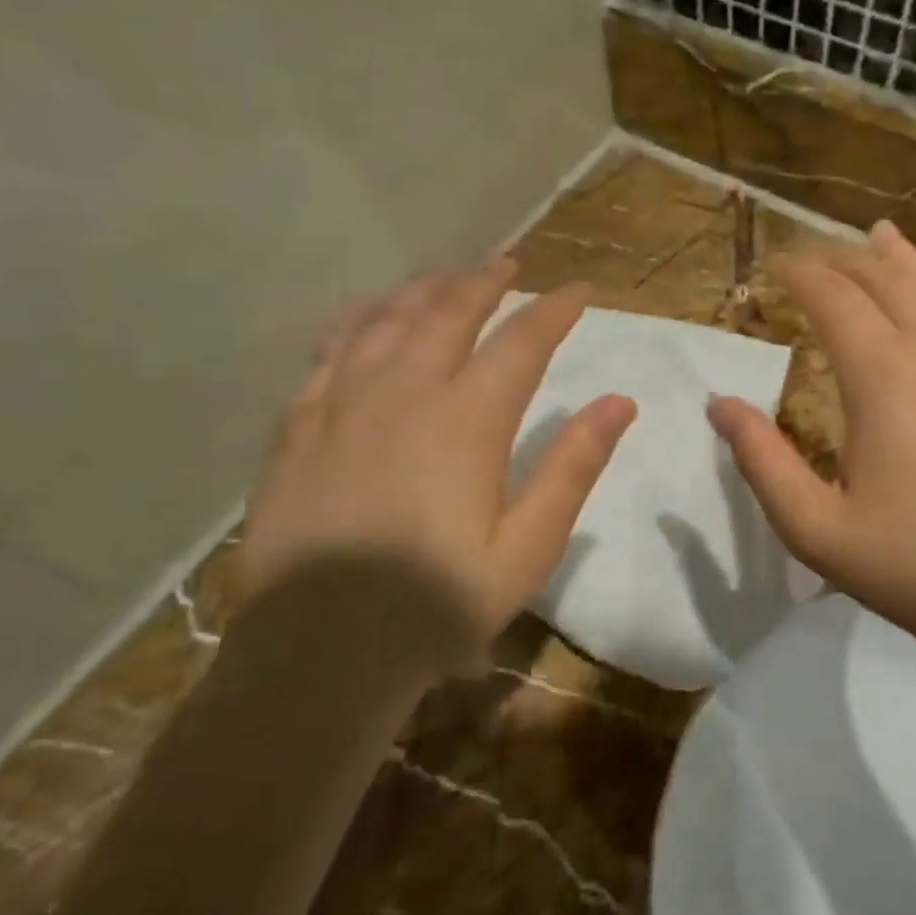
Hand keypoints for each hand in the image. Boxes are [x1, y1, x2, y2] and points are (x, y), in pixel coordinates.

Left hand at [240, 259, 635, 657]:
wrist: (318, 652)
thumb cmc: (437, 605)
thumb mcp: (528, 547)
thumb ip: (573, 467)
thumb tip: (618, 403)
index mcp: (467, 420)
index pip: (522, 342)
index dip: (555, 310)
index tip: (581, 291)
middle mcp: (404, 392)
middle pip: (448, 313)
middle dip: (485, 281)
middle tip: (509, 262)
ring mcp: (341, 404)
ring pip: (385, 321)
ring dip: (422, 291)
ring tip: (445, 277)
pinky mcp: (298, 428)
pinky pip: (328, 352)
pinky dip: (356, 321)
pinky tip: (365, 315)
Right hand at [708, 222, 915, 667]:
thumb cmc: (914, 569)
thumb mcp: (815, 528)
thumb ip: (761, 460)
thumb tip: (719, 404)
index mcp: (885, 377)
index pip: (834, 298)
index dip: (802, 273)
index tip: (778, 263)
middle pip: (887, 278)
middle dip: (844, 260)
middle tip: (814, 257)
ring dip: (901, 263)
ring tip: (879, 239)